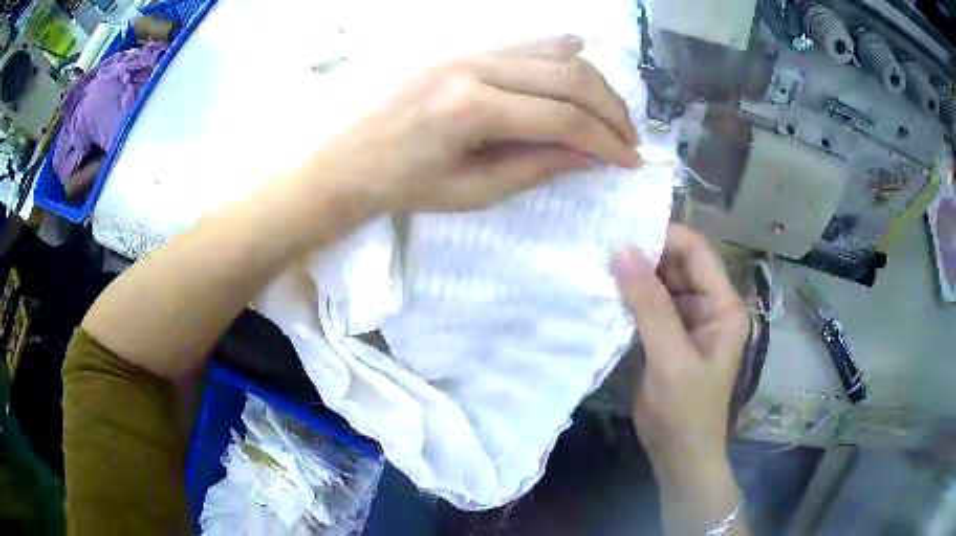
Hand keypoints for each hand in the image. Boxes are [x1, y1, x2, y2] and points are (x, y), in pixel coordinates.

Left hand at [302, 35, 639, 213]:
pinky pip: (528, 44)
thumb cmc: (407, 187)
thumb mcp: (475, 191)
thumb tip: (592, 157)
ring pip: (555, 54)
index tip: (631, 161)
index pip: (562, 118)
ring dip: (594, 84)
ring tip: (612, 115)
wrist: (354, 161)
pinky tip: (582, 70)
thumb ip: (538, 167)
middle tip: (630, 139)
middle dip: (611, 110)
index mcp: (472, 109)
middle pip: (569, 76)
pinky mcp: (467, 51)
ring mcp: (470, 53)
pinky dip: (564, 57)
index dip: (605, 141)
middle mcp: (476, 68)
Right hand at [611, 225, 747, 486]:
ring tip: (598, 269)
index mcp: (723, 305)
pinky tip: (605, 296)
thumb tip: (621, 250)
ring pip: (661, 283)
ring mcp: (688, 321)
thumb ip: (649, 306)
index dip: (662, 238)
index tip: (620, 234)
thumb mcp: (670, 359)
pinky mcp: (668, 336)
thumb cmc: (684, 413)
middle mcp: (709, 305)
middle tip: (601, 250)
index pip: (696, 251)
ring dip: (634, 278)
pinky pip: (650, 306)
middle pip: (678, 263)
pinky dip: (629, 300)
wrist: (680, 456)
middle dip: (644, 256)